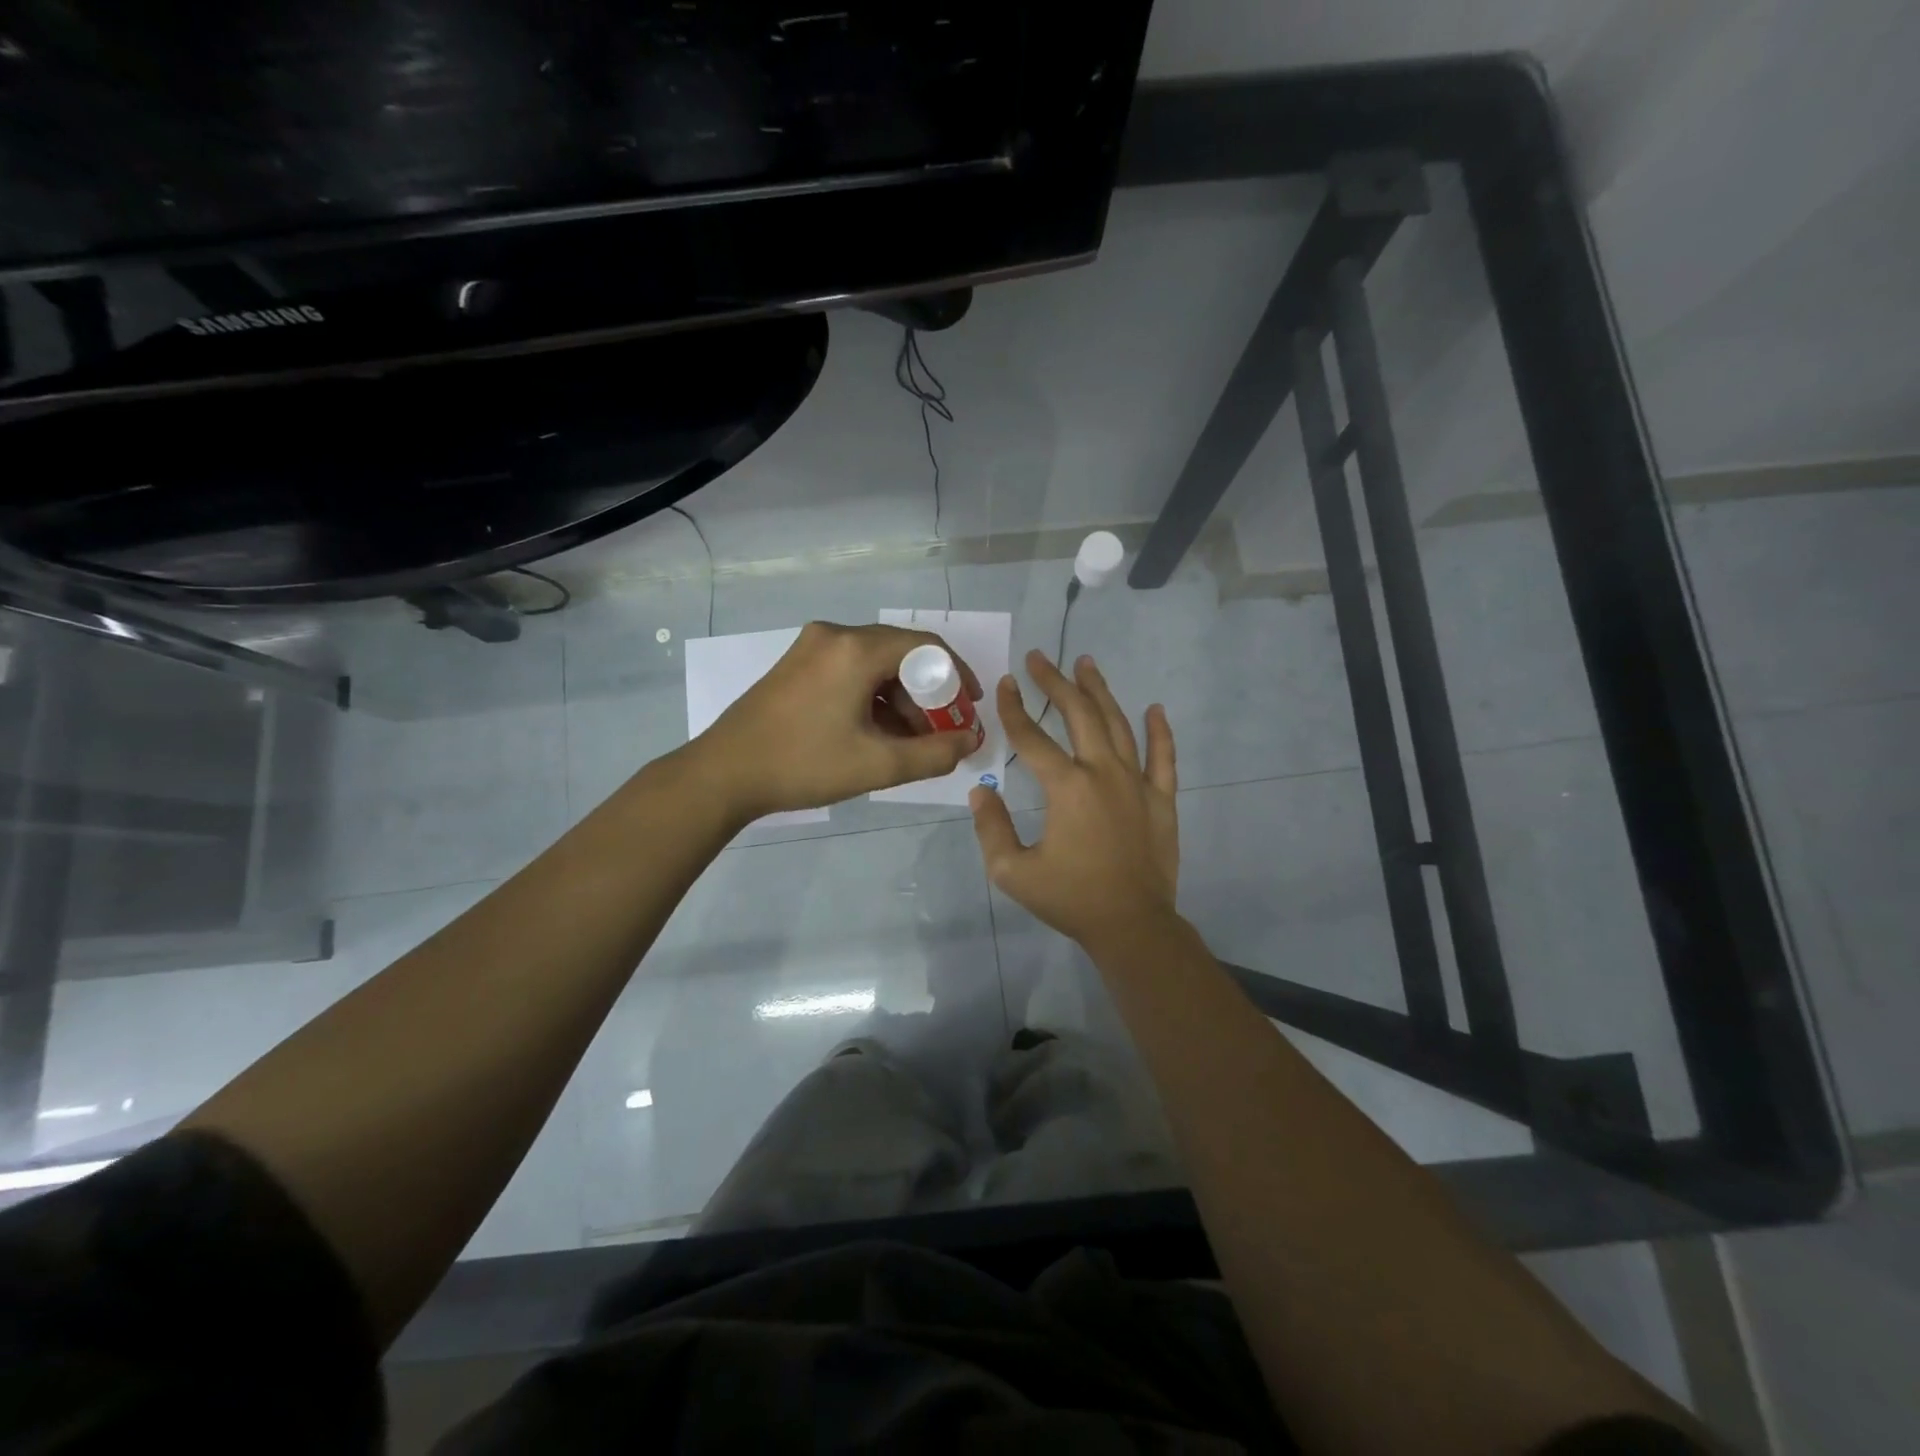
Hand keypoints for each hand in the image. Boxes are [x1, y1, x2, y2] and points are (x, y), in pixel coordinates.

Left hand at [689, 621, 982, 821]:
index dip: (957, 675)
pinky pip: (850, 670)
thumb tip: (970, 742)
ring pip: (875, 663)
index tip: (969, 708)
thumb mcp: (877, 765)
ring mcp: (811, 647)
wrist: (723, 774)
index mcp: (856, 649)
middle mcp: (835, 635)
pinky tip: (875, 732)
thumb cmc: (803, 765)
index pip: (926, 647)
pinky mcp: (796, 664)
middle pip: (900, 654)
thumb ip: (934, 754)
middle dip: (928, 693)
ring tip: (908, 741)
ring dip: (900, 698)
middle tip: (940, 731)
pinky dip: (872, 696)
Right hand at [969, 651, 1179, 951]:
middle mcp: (1103, 772)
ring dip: (1100, 691)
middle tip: (1040, 658)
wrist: (1131, 926)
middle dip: (1056, 682)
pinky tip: (1154, 708)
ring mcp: (1137, 782)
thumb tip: (981, 791)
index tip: (1005, 683)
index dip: (1014, 708)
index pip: (1033, 737)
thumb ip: (991, 827)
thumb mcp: (1012, 871)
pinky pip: (1164, 757)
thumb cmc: (1070, 899)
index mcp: (1067, 787)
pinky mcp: (1162, 799)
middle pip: (1079, 714)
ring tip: (1086, 663)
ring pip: (1118, 724)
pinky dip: (1159, 731)